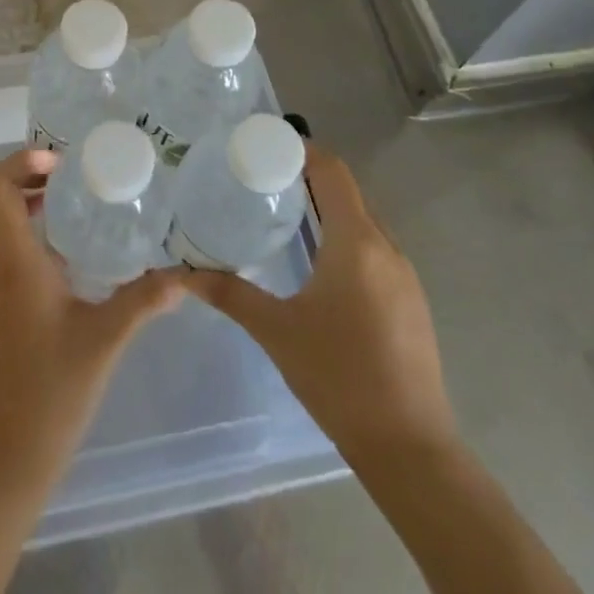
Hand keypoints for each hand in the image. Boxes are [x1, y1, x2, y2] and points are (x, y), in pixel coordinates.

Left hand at [0, 150, 184, 486]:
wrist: (3, 457)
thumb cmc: (52, 393)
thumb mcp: (105, 341)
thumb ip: (144, 301)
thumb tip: (184, 276)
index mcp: (11, 263)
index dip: (18, 164)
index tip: (59, 164)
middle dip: (12, 174)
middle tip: (58, 176)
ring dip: (10, 199)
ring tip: (60, 201)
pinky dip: (10, 227)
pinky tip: (55, 248)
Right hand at [183, 144, 456, 464]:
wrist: (410, 448)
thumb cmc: (339, 378)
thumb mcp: (277, 331)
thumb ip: (230, 294)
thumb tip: (183, 273)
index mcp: (356, 242)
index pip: (333, 171)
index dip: (303, 149)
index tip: (266, 145)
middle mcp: (386, 247)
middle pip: (348, 192)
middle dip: (309, 177)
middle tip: (264, 177)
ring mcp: (405, 275)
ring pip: (364, 221)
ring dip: (329, 208)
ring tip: (286, 212)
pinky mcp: (411, 300)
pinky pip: (375, 248)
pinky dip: (346, 237)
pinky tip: (320, 263)